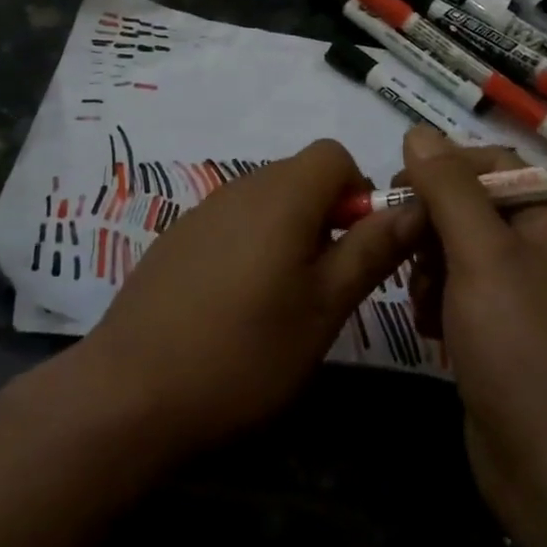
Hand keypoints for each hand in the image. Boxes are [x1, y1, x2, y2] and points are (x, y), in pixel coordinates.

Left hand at [76, 139, 422, 459]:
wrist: (130, 392)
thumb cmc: (243, 353)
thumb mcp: (323, 308)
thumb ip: (370, 250)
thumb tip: (416, 207)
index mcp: (281, 195)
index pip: (334, 154)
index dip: (358, 191)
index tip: (356, 247)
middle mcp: (240, 187)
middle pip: (300, 175)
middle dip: (327, 215)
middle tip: (325, 284)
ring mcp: (202, 211)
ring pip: (266, 200)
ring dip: (290, 233)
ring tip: (282, 300)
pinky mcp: (177, 237)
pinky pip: (232, 221)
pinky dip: (252, 245)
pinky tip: (235, 305)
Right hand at [398, 128, 546, 546]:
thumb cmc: (522, 348)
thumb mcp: (480, 255)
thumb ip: (448, 189)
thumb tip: (418, 130)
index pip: (492, 166)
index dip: (443, 169)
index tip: (397, 187)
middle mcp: (542, 253)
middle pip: (472, 210)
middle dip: (431, 227)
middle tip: (400, 251)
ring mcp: (525, 300)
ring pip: (460, 255)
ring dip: (429, 268)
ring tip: (419, 300)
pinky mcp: (506, 340)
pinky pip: (462, 298)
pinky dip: (439, 304)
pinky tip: (428, 329)